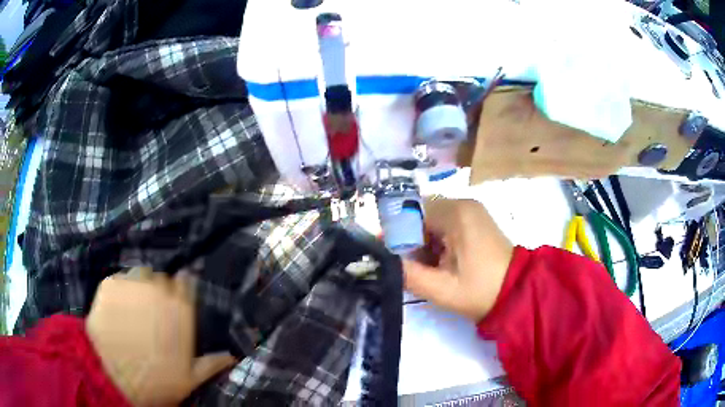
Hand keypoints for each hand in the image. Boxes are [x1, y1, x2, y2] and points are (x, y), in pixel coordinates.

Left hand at [86, 268, 236, 406]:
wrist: (113, 377)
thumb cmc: (155, 380)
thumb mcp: (189, 378)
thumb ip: (212, 363)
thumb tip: (234, 356)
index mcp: (180, 310)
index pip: (187, 282)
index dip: (182, 290)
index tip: (176, 301)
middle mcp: (158, 289)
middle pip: (162, 278)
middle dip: (159, 291)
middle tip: (152, 311)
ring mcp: (131, 283)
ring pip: (140, 273)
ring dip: (140, 286)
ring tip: (134, 306)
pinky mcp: (109, 284)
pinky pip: (119, 279)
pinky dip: (120, 290)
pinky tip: (117, 308)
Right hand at [403, 199, 513, 321]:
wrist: (517, 292)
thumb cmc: (480, 291)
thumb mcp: (440, 289)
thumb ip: (407, 274)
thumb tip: (380, 260)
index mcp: (455, 213)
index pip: (410, 213)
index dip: (397, 235)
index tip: (393, 258)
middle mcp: (462, 203)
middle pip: (421, 215)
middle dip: (412, 240)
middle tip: (414, 266)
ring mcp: (471, 210)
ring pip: (432, 220)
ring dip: (424, 242)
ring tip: (431, 267)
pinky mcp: (475, 219)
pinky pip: (446, 223)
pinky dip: (438, 240)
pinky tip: (443, 261)